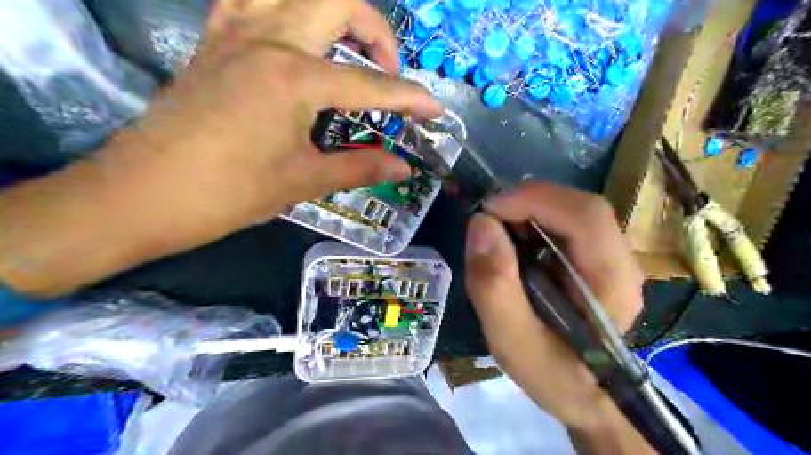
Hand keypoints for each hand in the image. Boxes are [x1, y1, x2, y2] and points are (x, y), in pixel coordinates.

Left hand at [0, 0, 442, 296]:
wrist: (144, 194)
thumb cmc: (229, 193)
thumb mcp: (303, 181)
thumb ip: (360, 168)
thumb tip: (403, 168)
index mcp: (295, 79)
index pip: (370, 84)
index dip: (409, 98)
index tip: (434, 109)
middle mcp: (269, 40)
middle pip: (338, 2)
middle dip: (377, 31)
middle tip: (387, 70)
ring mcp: (235, 32)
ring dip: (332, 9)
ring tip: (348, 44)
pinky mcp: (213, 40)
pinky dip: (285, 7)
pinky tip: (296, 35)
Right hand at [463, 182, 650, 454]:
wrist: (586, 395)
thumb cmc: (553, 375)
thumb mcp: (512, 342)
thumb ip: (494, 287)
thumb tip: (481, 224)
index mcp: (610, 283)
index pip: (585, 215)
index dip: (533, 200)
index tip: (487, 213)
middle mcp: (621, 261)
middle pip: (579, 206)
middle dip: (527, 202)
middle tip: (487, 222)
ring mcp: (612, 257)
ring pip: (571, 209)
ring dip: (528, 210)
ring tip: (497, 233)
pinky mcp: (596, 257)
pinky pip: (565, 223)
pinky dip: (533, 221)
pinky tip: (514, 243)